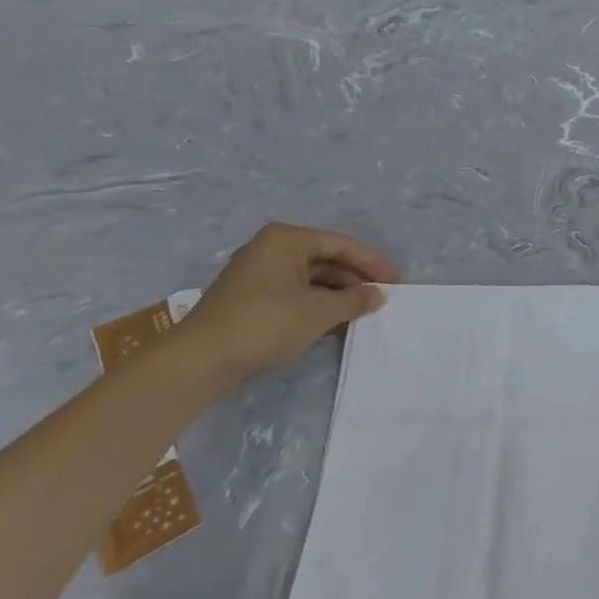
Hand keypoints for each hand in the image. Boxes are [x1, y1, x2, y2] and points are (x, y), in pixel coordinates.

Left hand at [173, 223, 400, 388]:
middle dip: (355, 279)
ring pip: (311, 278)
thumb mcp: (319, 311)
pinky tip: (336, 321)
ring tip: (364, 311)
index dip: (372, 263)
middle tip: (382, 297)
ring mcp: (258, 274)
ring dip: (338, 294)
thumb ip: (354, 300)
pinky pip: (296, 293)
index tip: (397, 281)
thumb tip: (378, 295)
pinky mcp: (251, 299)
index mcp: (287, 240)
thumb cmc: (266, 323)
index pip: (341, 244)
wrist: (201, 359)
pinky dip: (318, 304)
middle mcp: (271, 249)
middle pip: (326, 259)